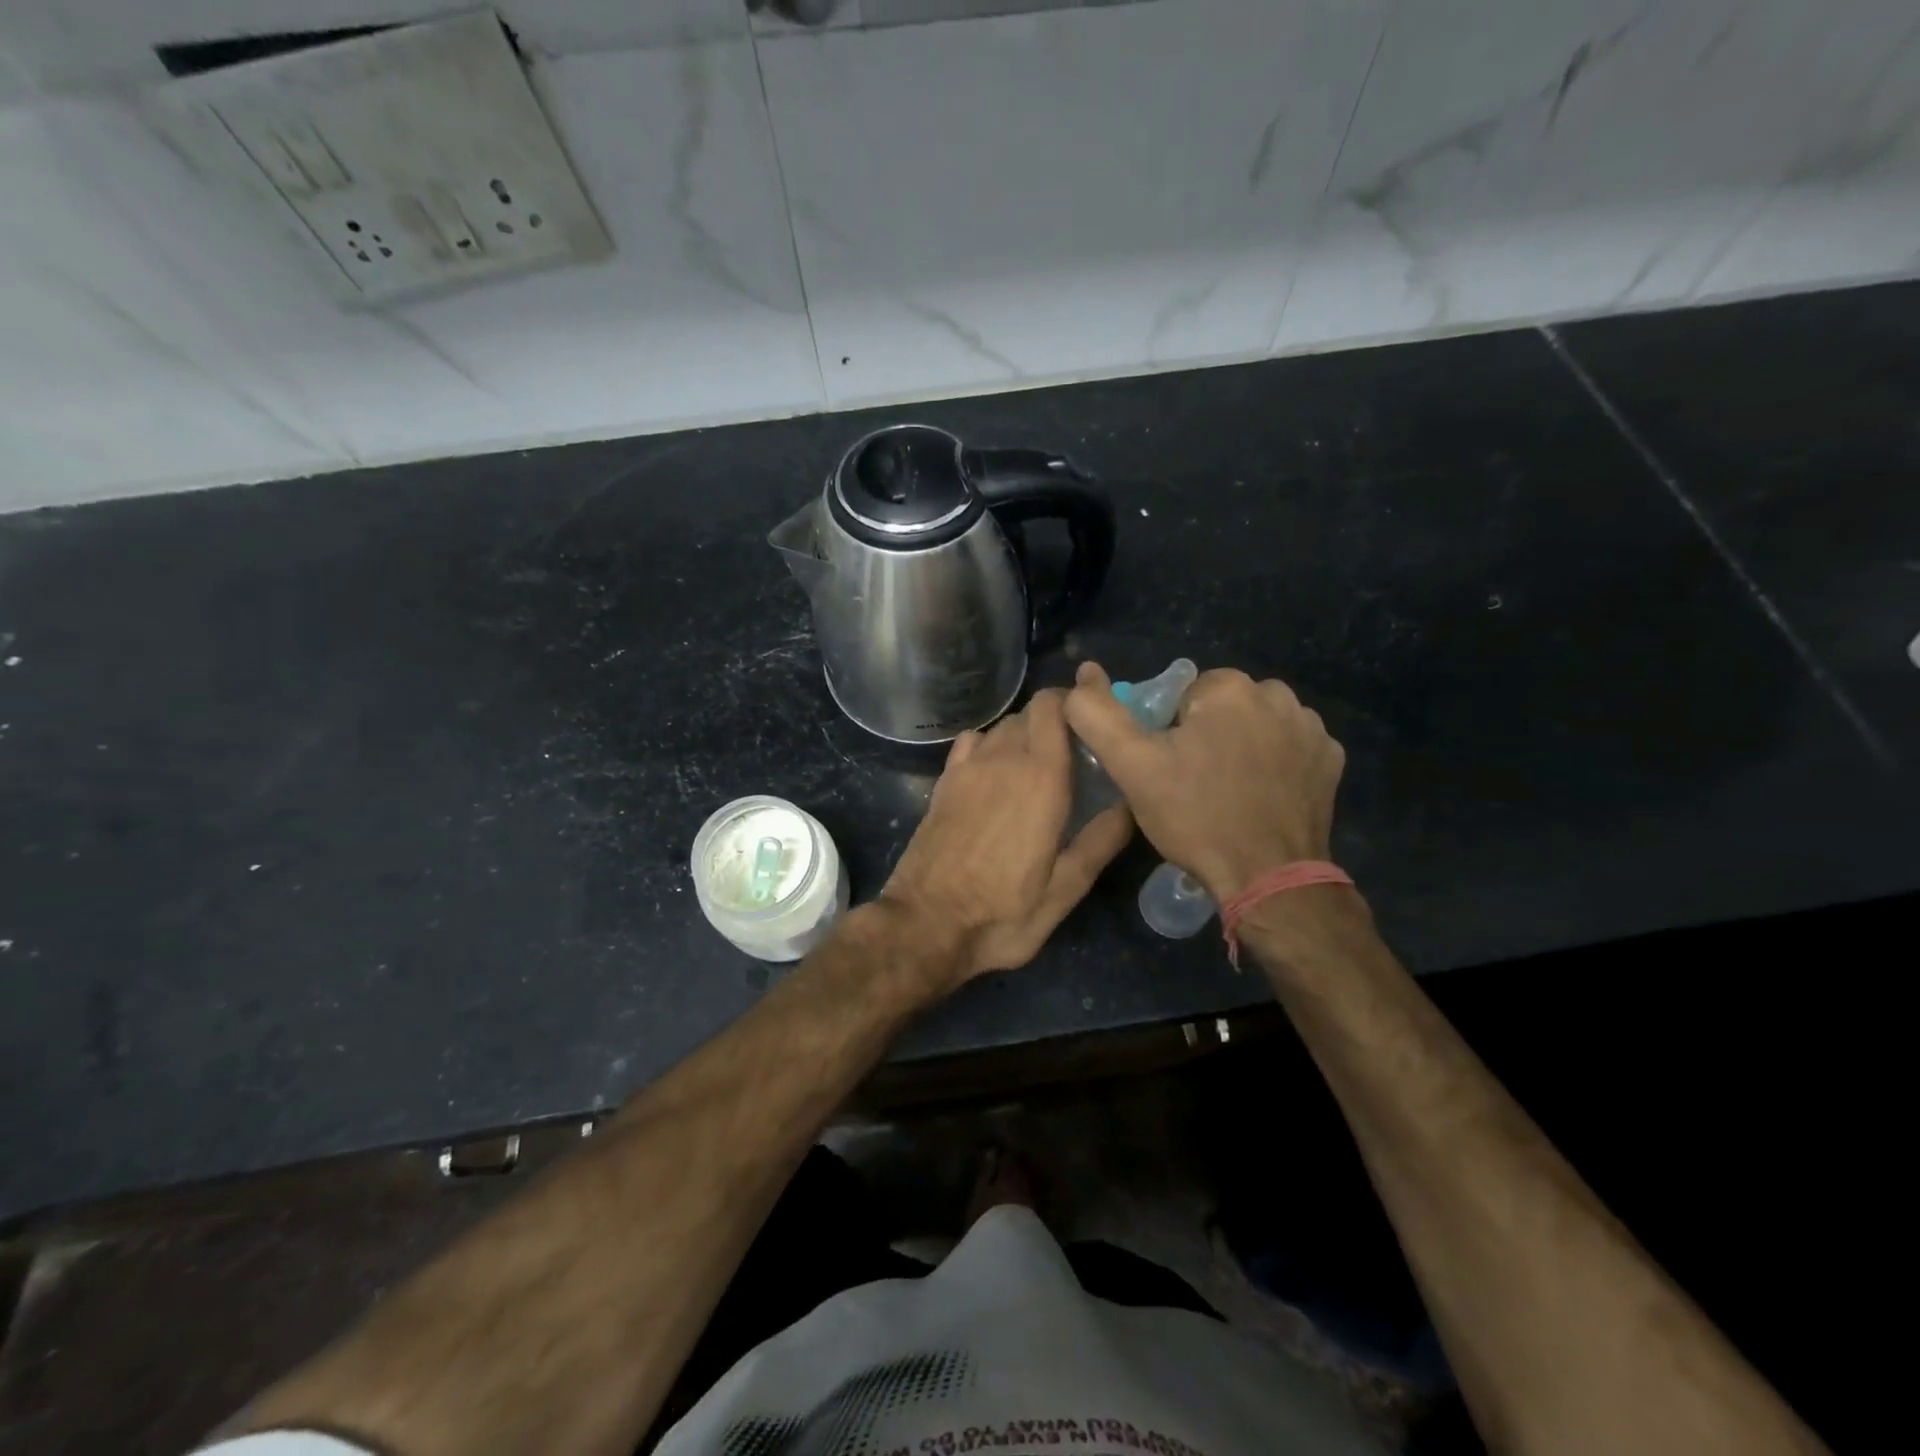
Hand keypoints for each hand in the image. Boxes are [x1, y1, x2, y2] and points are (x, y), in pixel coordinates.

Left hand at [881, 689, 1133, 985]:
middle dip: (1054, 722)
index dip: (1074, 703)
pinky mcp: (943, 782)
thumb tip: (1132, 803)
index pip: (1054, 707)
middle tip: (1074, 754)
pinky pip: (972, 743)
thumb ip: (1101, 841)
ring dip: (1023, 735)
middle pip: (1030, 713)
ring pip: (1001, 727)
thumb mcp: (1065, 890)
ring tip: (1038, 766)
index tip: (1093, 722)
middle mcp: (1003, 759)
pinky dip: (989, 745)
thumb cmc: (1002, 913)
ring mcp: (967, 768)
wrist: (925, 925)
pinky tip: (995, 773)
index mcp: (1041, 778)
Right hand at [1064, 662, 1344, 903]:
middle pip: (1220, 707)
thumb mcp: (1132, 767)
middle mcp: (1278, 694)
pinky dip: (1273, 764)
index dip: (1166, 732)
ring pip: (1255, 725)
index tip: (1167, 768)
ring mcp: (1311, 728)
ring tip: (1226, 793)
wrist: (1268, 878)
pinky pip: (1289, 747)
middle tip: (1191, 784)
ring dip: (1240, 746)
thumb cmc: (1196, 817)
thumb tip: (1084, 673)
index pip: (1181, 695)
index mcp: (1229, 687)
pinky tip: (1261, 797)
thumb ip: (1098, 715)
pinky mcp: (1330, 759)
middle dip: (1204, 735)